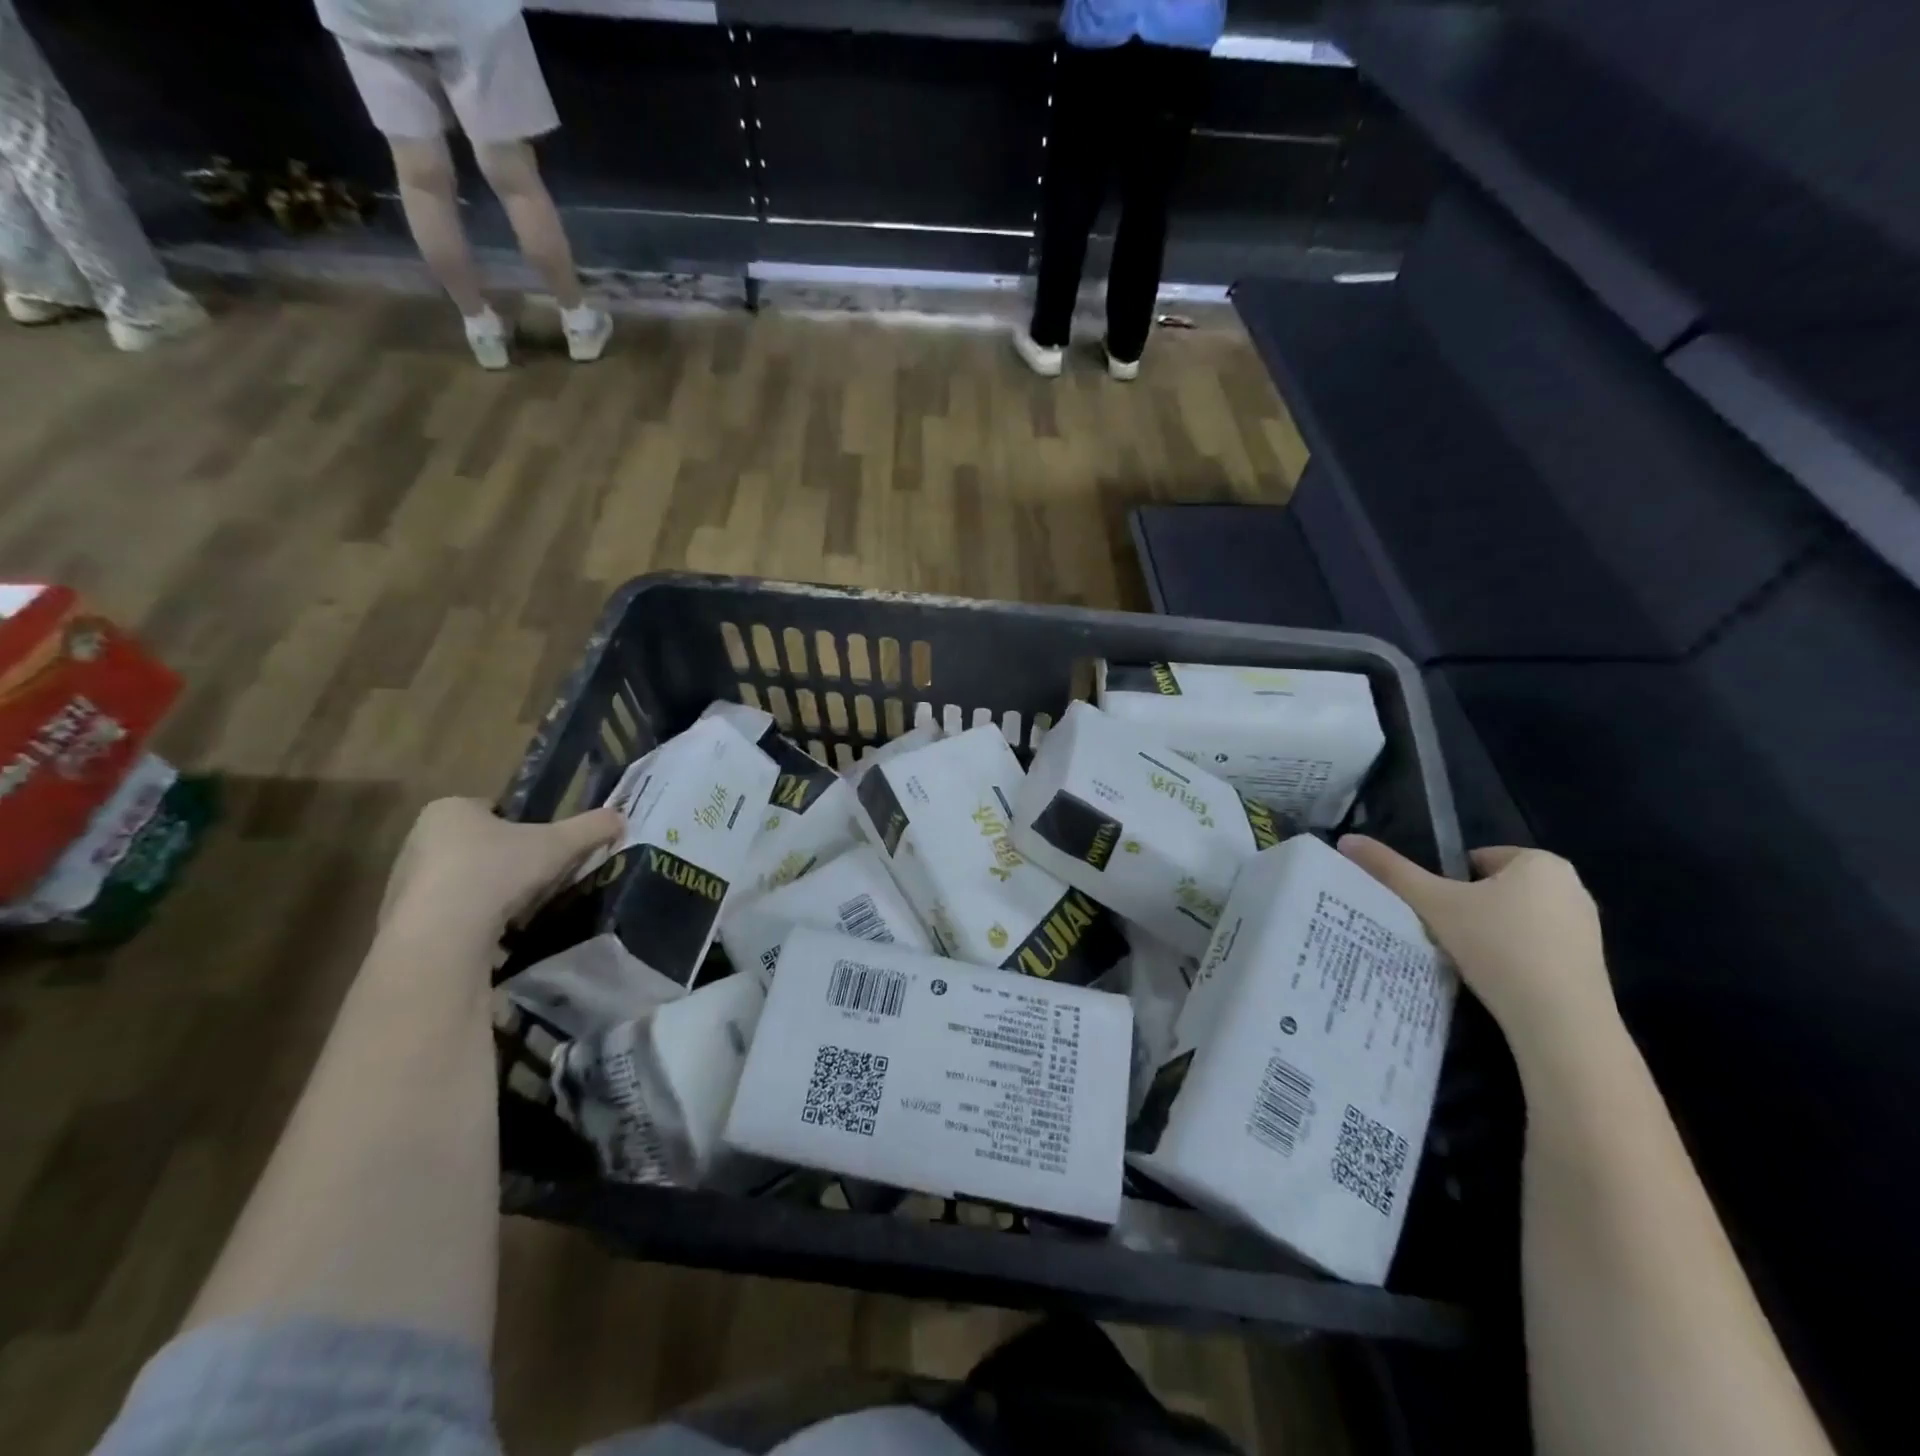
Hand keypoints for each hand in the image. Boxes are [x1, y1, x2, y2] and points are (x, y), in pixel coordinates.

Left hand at [378, 798, 623, 950]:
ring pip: (463, 881)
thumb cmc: (496, 872)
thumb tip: (622, 817)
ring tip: (519, 913)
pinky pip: (448, 915)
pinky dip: (471, 923)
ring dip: (488, 894)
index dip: (522, 826)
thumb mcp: (557, 845)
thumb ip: (591, 828)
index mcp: (449, 810)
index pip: (492, 810)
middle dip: (506, 862)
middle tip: (537, 879)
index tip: (544, 847)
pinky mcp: (402, 922)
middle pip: (477, 846)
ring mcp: (404, 882)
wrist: (441, 937)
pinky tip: (493, 937)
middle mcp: (418, 839)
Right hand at [1338, 836, 1619, 1072]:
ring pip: (1514, 919)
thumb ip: (1391, 870)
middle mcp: (1571, 886)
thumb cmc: (1498, 948)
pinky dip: (1512, 957)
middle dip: (1468, 908)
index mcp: (1541, 862)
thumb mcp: (1434, 904)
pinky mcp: (1589, 963)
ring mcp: (1586, 926)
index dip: (1447, 884)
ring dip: (1488, 933)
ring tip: (1466, 958)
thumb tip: (1346, 840)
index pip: (1475, 860)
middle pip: (1494, 889)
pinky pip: (1535, 946)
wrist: (1561, 1024)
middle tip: (1444, 934)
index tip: (1436, 911)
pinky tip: (1496, 979)